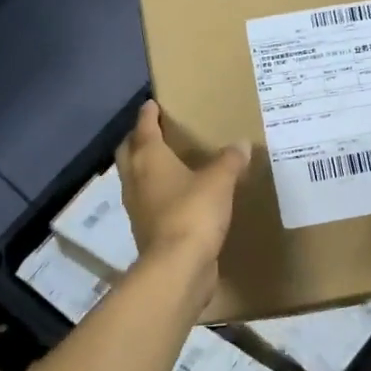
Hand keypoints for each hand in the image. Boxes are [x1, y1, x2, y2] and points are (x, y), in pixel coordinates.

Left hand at [114, 101, 248, 277]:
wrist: (178, 267)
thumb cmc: (193, 213)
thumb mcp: (219, 182)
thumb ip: (230, 161)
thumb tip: (241, 144)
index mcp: (148, 159)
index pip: (144, 128)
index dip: (148, 114)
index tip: (152, 104)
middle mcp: (136, 180)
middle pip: (129, 152)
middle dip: (138, 139)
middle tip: (153, 131)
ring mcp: (137, 207)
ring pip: (135, 178)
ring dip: (144, 168)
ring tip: (164, 162)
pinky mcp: (147, 231)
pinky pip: (148, 203)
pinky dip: (157, 193)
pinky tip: (175, 196)